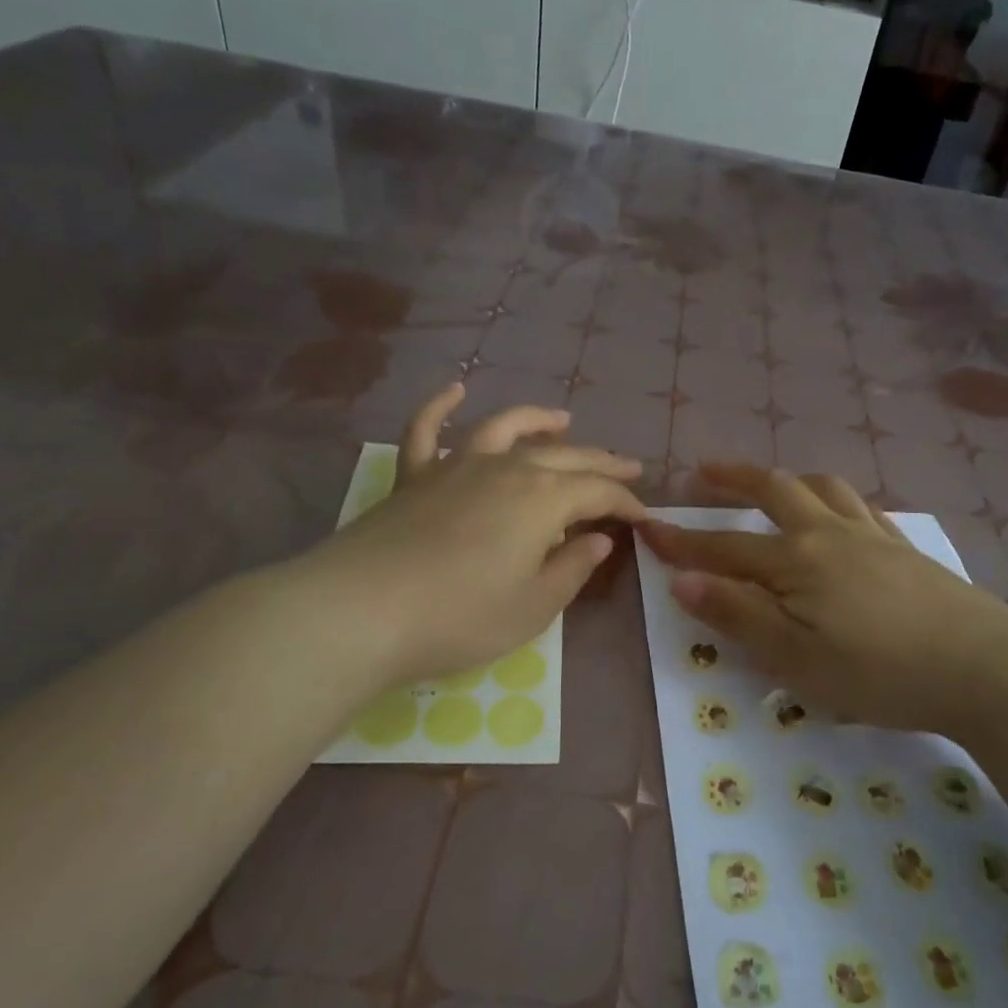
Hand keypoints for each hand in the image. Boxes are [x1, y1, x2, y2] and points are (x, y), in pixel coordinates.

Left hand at [291, 384, 646, 691]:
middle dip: (601, 462)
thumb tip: (596, 540)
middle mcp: (505, 469)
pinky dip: (439, 407)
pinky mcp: (413, 478)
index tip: (645, 517)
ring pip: (504, 429)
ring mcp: (455, 467)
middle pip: (564, 457)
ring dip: (537, 420)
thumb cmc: (461, 616)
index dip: (626, 503)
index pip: (598, 492)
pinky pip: (427, 431)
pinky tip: (453, 390)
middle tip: (628, 465)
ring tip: (563, 419)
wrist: (362, 612)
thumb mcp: (534, 606)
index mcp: (543, 499)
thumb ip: (571, 569)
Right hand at [639, 464, 1007, 733]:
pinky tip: (839, 513)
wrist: (983, 666)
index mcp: (797, 561)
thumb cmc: (879, 672)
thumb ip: (739, 616)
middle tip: (703, 470)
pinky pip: (862, 506)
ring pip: (823, 487)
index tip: (648, 526)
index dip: (684, 541)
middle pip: (775, 490)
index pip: (726, 547)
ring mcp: (873, 535)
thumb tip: (682, 580)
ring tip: (770, 483)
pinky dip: (835, 498)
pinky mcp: (905, 547)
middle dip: (733, 478)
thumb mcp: (796, 658)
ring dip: (787, 478)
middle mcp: (830, 533)